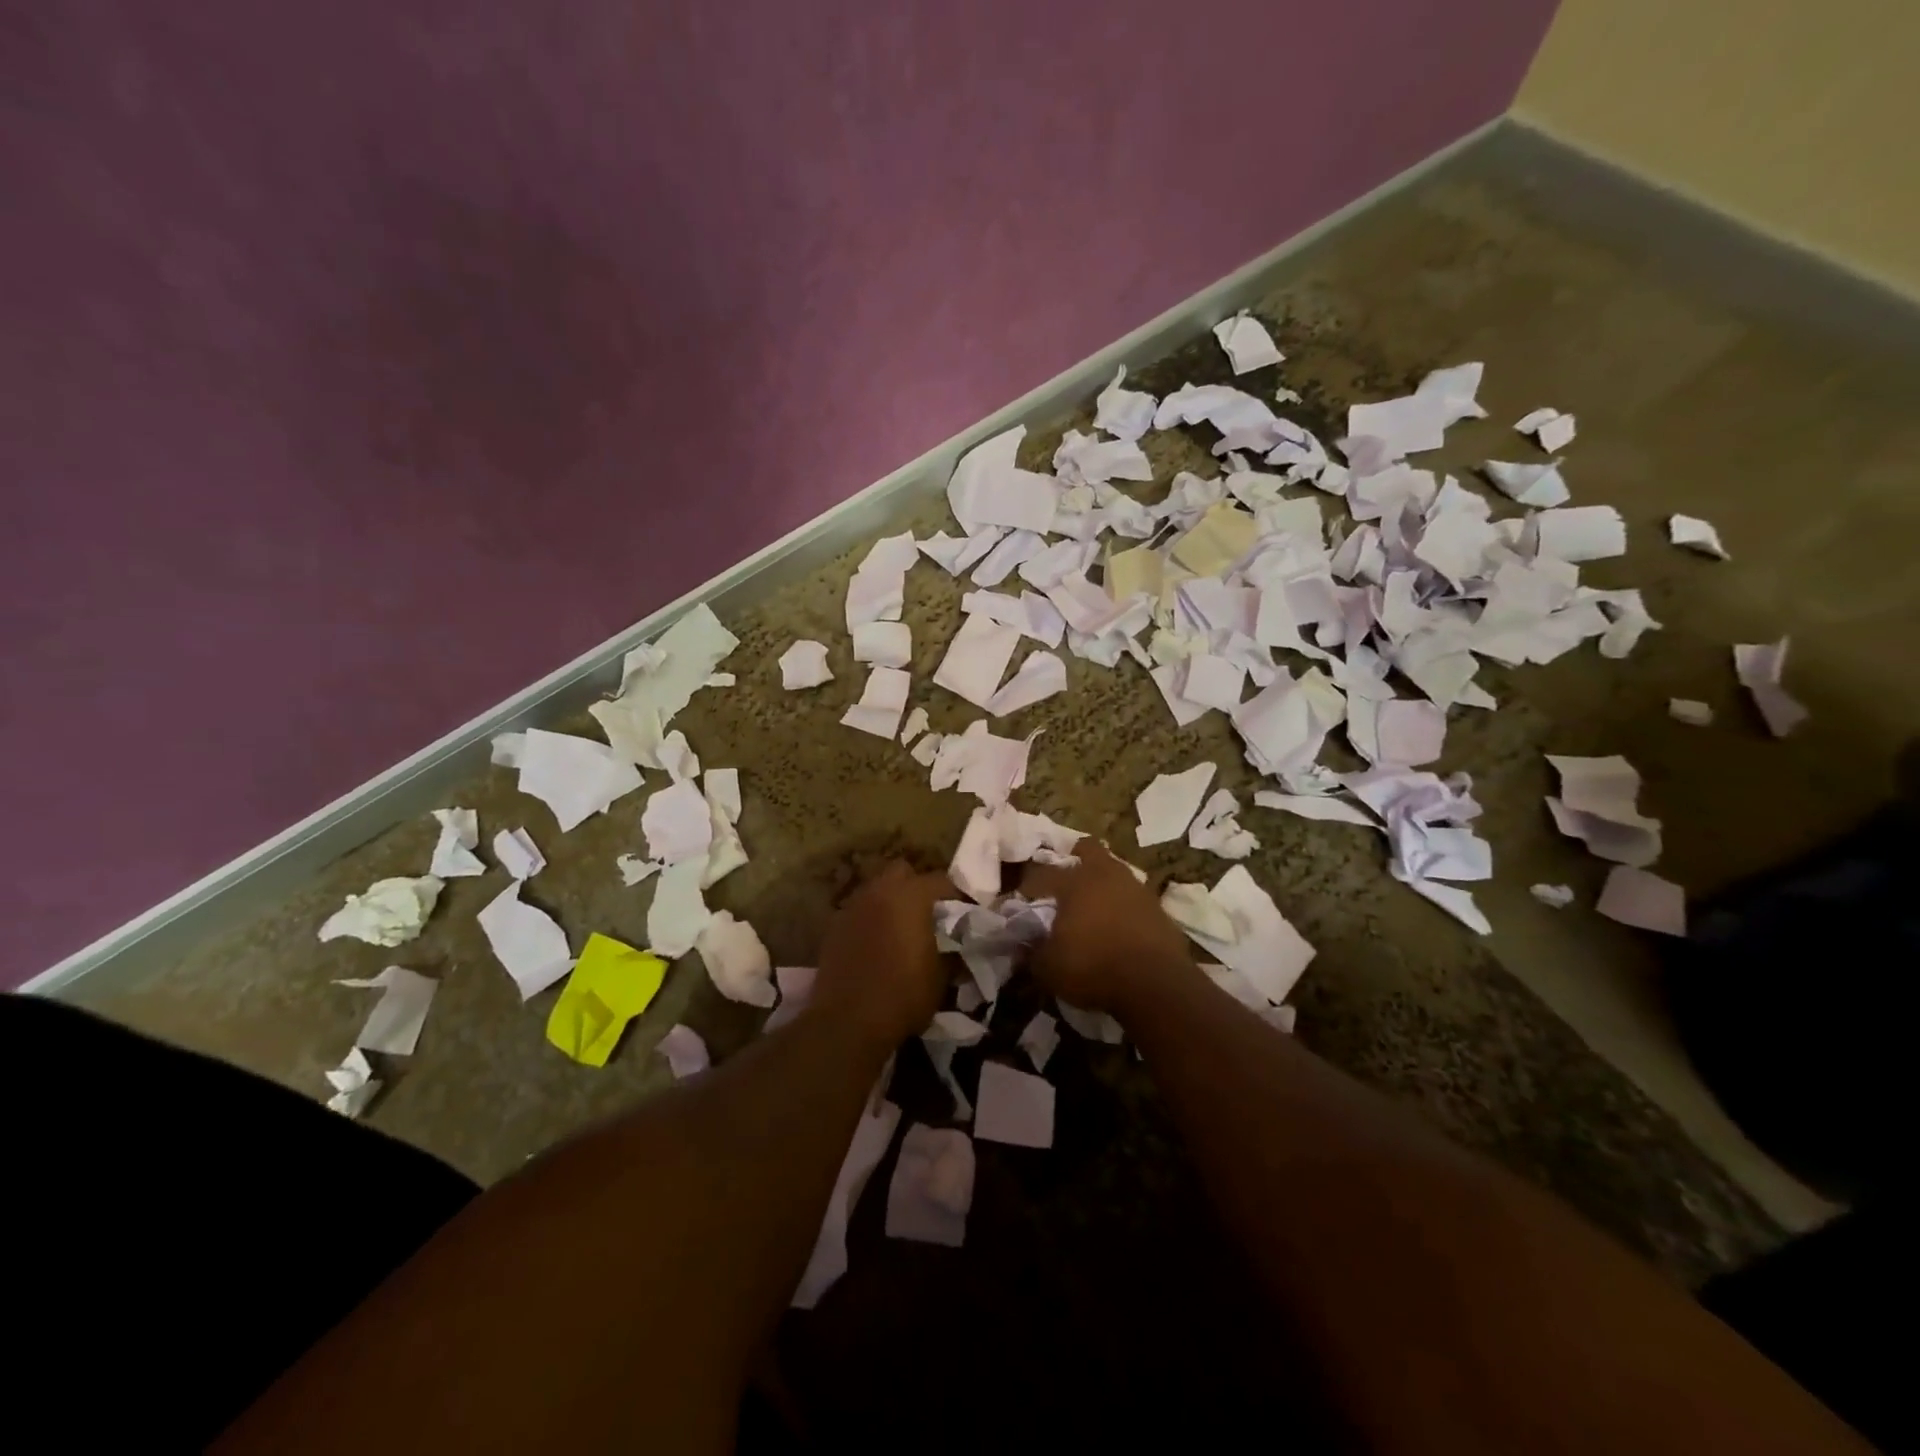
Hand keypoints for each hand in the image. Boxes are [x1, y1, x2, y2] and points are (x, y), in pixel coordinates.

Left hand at [812, 861, 951, 1047]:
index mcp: (910, 896)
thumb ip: (951, 952)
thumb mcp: (941, 977)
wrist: (847, 1022)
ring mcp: (852, 907)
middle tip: (928, 913)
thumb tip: (957, 947)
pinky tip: (876, 945)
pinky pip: (858, 912)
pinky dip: (870, 920)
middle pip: (901, 872)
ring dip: (890, 902)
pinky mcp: (833, 927)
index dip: (955, 895)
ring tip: (901, 929)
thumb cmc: (903, 995)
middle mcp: (879, 892)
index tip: (964, 912)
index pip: (940, 881)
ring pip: (876, 890)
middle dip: (916, 886)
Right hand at [1022, 841, 1195, 1015]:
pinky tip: (1118, 925)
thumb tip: (1021, 945)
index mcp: (1073, 882)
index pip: (1041, 874)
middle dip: (1074, 859)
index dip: (1027, 886)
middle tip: (1063, 881)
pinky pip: (1133, 896)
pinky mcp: (1158, 907)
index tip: (1021, 900)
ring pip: (1114, 870)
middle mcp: (1105, 875)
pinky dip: (1123, 905)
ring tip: (1092, 906)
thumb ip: (1031, 952)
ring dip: (1102, 882)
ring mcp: (1135, 888)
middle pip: (1087, 849)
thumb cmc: (1094, 969)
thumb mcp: (1049, 968)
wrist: (1156, 985)